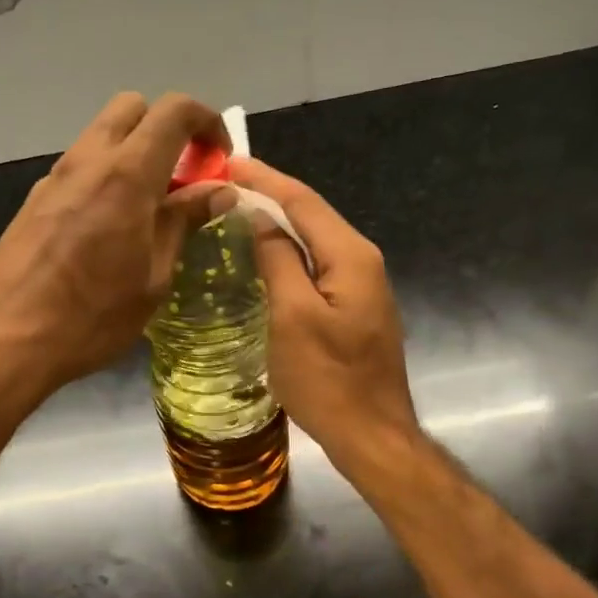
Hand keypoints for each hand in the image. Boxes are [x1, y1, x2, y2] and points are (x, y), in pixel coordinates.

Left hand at [0, 93, 231, 403]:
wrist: (4, 339)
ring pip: (102, 136)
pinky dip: (106, 177)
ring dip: (134, 153)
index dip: (207, 121)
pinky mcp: (35, 200)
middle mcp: (87, 161)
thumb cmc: (92, 317)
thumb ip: (184, 223)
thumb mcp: (153, 276)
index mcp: (126, 175)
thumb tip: (220, 191)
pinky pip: (80, 167)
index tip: (219, 159)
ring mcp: (55, 178)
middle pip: (132, 108)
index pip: (174, 111)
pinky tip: (110, 227)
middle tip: (183, 177)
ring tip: (149, 208)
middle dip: (166, 128)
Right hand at [230, 158, 420, 478]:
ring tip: (238, 212)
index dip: (265, 179)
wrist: (371, 434)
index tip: (229, 162)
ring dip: (278, 224)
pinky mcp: (354, 309)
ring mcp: (362, 286)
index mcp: (350, 256)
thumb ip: (277, 260)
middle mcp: (362, 261)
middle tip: (226, 185)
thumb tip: (260, 219)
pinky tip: (265, 257)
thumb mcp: (292, 316)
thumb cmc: (327, 379)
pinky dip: (289, 254)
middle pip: (312, 216)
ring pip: (314, 241)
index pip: (303, 201)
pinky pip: (317, 267)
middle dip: (271, 196)